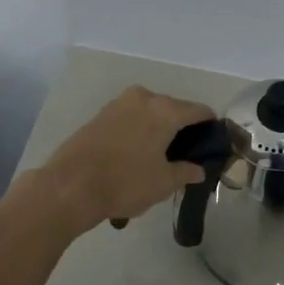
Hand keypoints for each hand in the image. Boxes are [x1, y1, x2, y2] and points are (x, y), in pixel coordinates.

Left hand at [39, 85, 215, 232]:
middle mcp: (143, 98)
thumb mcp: (164, 183)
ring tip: (160, 157)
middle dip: (182, 129)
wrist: (70, 186)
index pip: (199, 111)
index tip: (213, 143)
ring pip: (149, 113)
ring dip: (158, 130)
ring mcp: (118, 104)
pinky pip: (130, 119)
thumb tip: (198, 169)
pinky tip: (136, 154)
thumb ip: (186, 172)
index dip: (210, 126)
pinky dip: (138, 132)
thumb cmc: (126, 182)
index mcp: (165, 110)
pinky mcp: (99, 116)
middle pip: (173, 109)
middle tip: (186, 155)